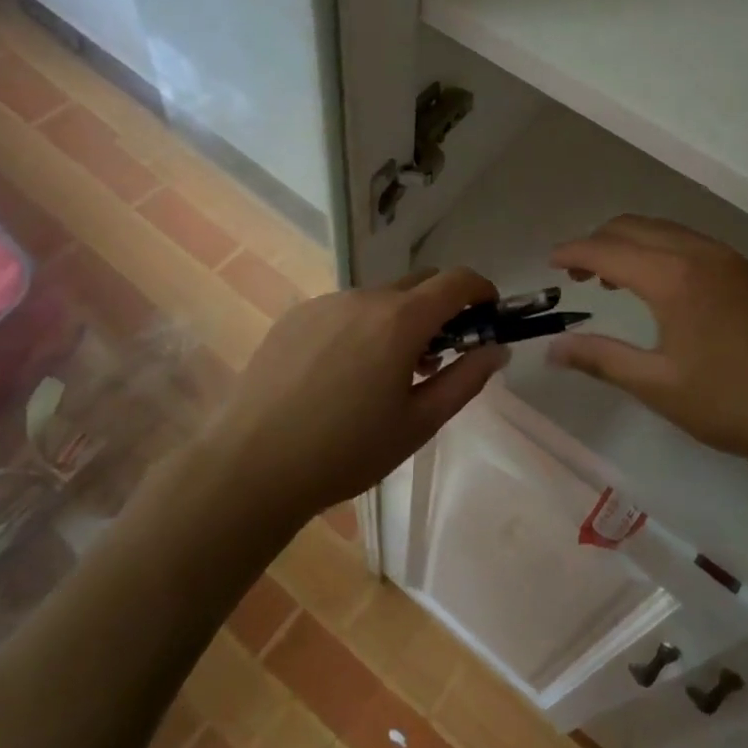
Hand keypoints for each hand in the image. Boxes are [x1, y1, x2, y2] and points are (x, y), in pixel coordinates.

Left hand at [201, 268, 508, 517]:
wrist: (250, 466)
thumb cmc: (345, 452)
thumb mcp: (418, 424)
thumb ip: (466, 380)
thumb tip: (497, 350)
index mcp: (401, 320)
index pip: (457, 281)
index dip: (480, 289)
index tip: (487, 313)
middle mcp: (365, 298)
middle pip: (419, 284)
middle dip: (439, 308)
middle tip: (436, 355)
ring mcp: (326, 302)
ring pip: (379, 298)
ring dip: (396, 320)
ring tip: (381, 373)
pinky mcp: (295, 315)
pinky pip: (343, 309)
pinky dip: (359, 328)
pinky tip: (338, 374)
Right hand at [549, 216, 747, 480]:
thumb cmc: (731, 402)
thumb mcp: (658, 386)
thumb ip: (601, 360)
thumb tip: (553, 349)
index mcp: (672, 276)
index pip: (607, 249)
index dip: (573, 251)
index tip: (550, 262)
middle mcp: (698, 252)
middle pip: (634, 227)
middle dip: (599, 241)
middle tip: (577, 273)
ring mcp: (728, 257)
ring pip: (665, 230)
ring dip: (632, 244)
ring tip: (613, 280)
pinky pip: (691, 242)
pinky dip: (662, 250)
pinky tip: (663, 286)